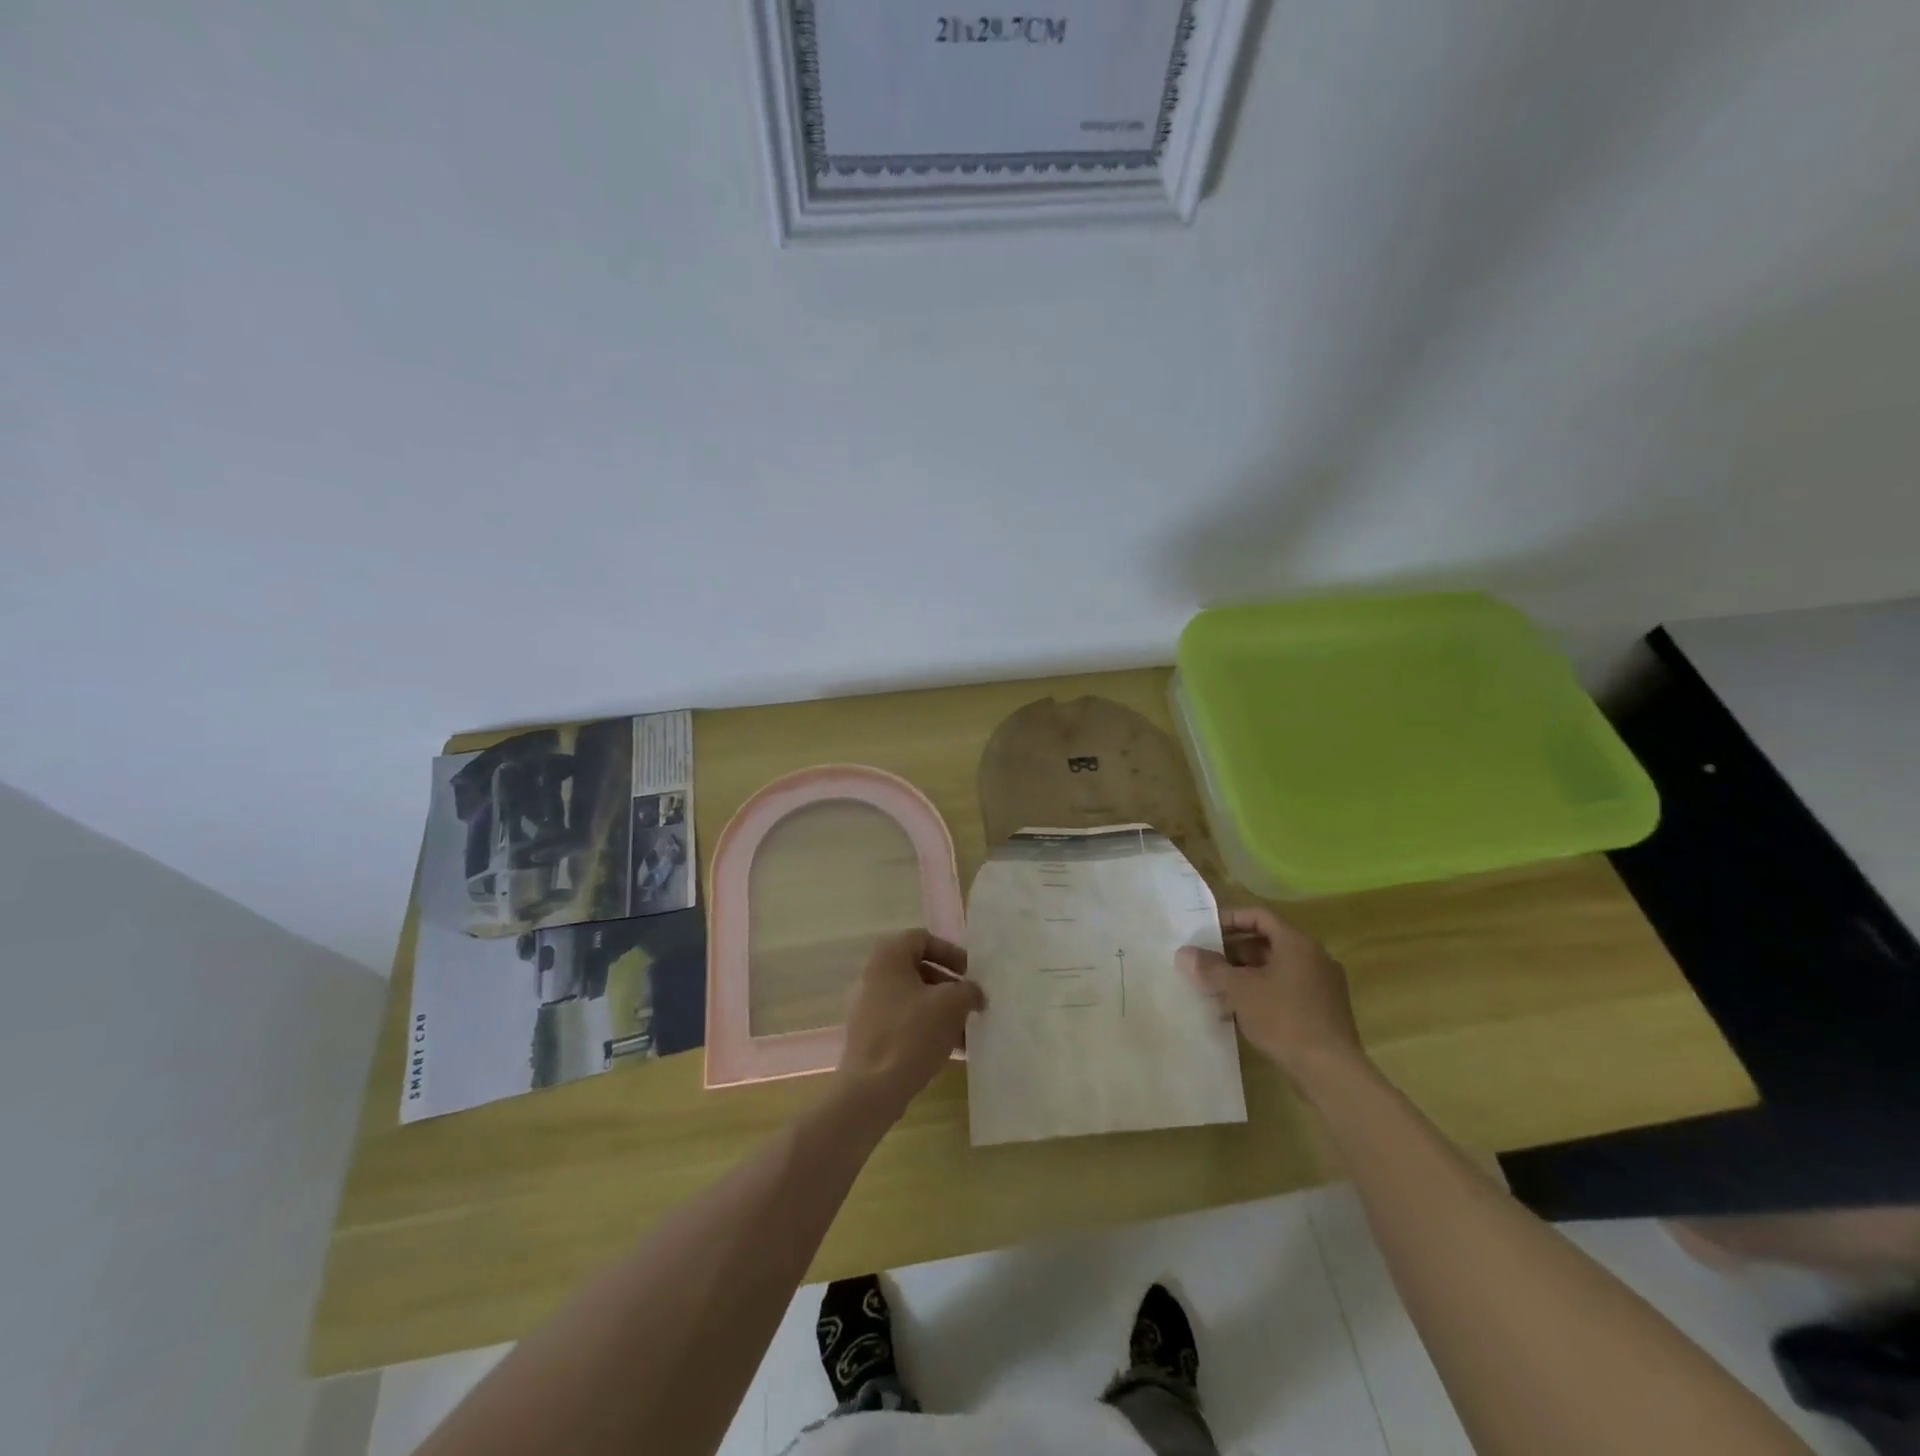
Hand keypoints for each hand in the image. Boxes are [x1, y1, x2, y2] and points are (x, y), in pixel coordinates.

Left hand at [834, 930, 985, 1116]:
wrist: (872, 1090)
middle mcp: (874, 976)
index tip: (970, 974)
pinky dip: (928, 1029)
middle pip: (919, 970)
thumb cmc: (911, 1034)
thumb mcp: (951, 1005)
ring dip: (943, 1011)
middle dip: (950, 986)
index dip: (950, 952)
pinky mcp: (870, 1036)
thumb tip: (974, 992)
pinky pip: (905, 1022)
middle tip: (971, 1003)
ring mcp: (869, 1008)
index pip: (923, 939)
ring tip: (967, 1032)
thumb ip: (968, 990)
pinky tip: (952, 1050)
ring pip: (914, 1000)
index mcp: (888, 958)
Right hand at [1178, 906, 1365, 1092]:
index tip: (1206, 931)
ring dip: (1246, 974)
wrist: (1331, 1071)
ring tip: (1218, 989)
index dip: (1230, 918)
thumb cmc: (1284, 1019)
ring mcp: (1322, 984)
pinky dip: (1263, 992)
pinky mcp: (1324, 1009)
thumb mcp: (1240, 990)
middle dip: (1234, 951)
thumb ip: (1211, 968)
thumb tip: (1184, 953)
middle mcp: (1314, 957)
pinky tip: (1241, 1013)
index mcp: (1297, 943)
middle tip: (1207, 963)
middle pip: (1267, 942)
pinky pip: (1287, 988)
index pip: (1259, 915)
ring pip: (1276, 968)